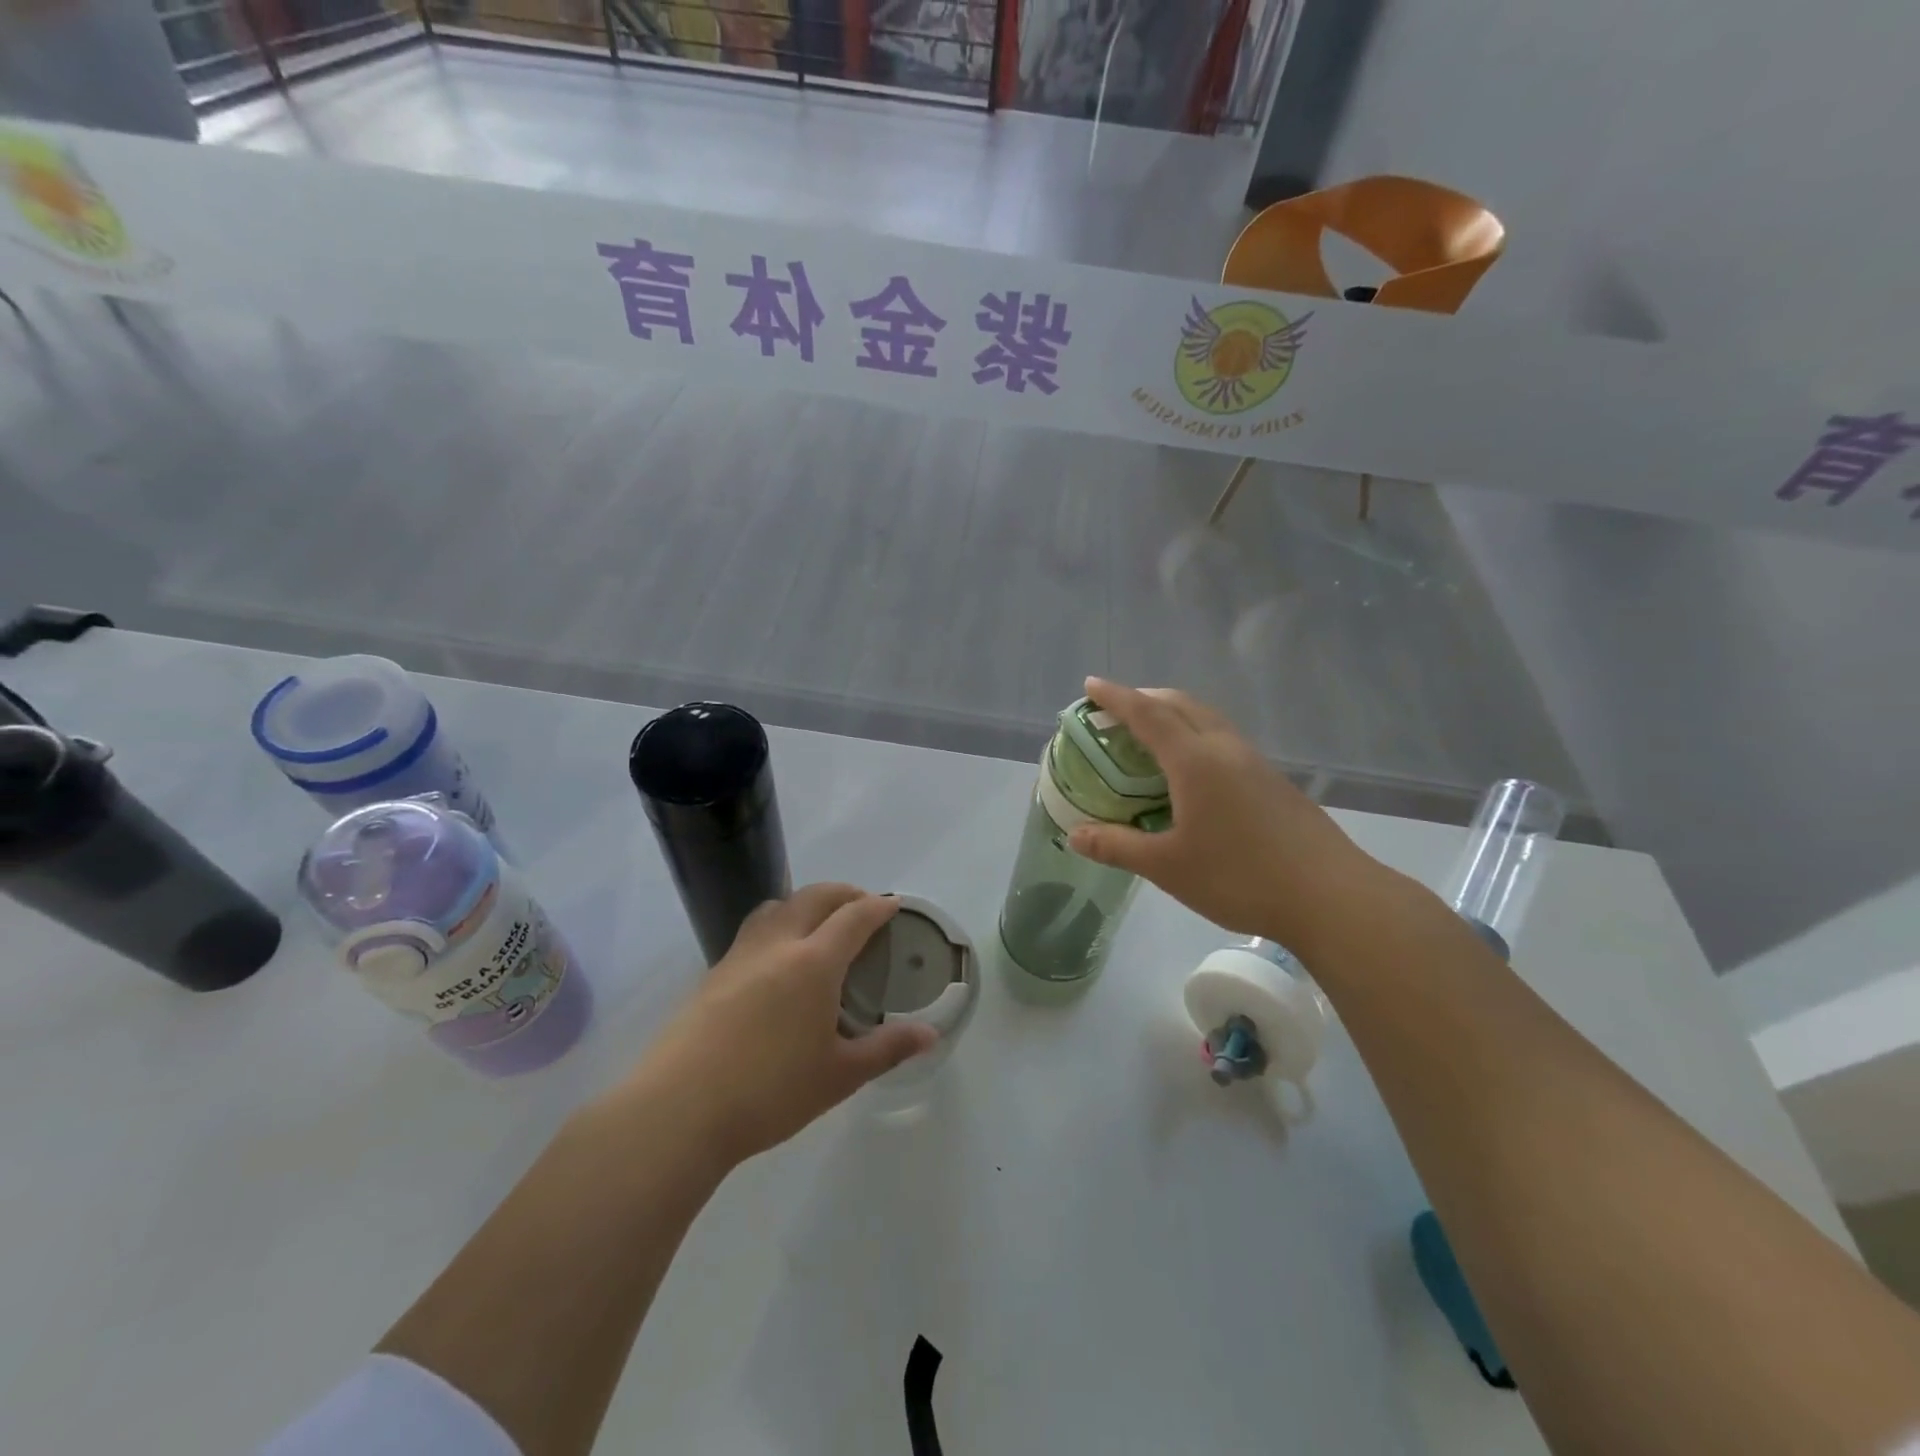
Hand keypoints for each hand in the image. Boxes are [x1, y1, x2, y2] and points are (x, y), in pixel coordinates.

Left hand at [634, 884, 938, 1164]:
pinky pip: (753, 929)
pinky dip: (777, 924)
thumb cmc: (770, 1091)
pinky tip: (778, 960)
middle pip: (814, 897)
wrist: (680, 1109)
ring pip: (776, 906)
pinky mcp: (713, 973)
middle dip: (844, 893)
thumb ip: (887, 1048)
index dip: (878, 906)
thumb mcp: (840, 1075)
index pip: (854, 916)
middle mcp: (777, 945)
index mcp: (814, 962)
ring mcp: (740, 955)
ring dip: (805, 902)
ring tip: (819, 923)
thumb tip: (931, 1035)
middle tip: (863, 906)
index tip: (893, 904)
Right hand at [1068, 678, 1390, 949]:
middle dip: (1146, 698)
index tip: (1090, 685)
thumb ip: (1117, 846)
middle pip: (1182, 705)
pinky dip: (1196, 736)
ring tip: (1151, 734)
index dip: (1115, 698)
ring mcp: (1256, 763)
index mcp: (1195, 761)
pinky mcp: (1274, 782)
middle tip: (1117, 709)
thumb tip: (1075, 835)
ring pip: (1208, 720)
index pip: (1147, 714)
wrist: (1331, 897)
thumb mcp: (1167, 867)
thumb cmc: (1240, 877)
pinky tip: (1194, 770)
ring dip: (1175, 714)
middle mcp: (1226, 749)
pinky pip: (1225, 741)